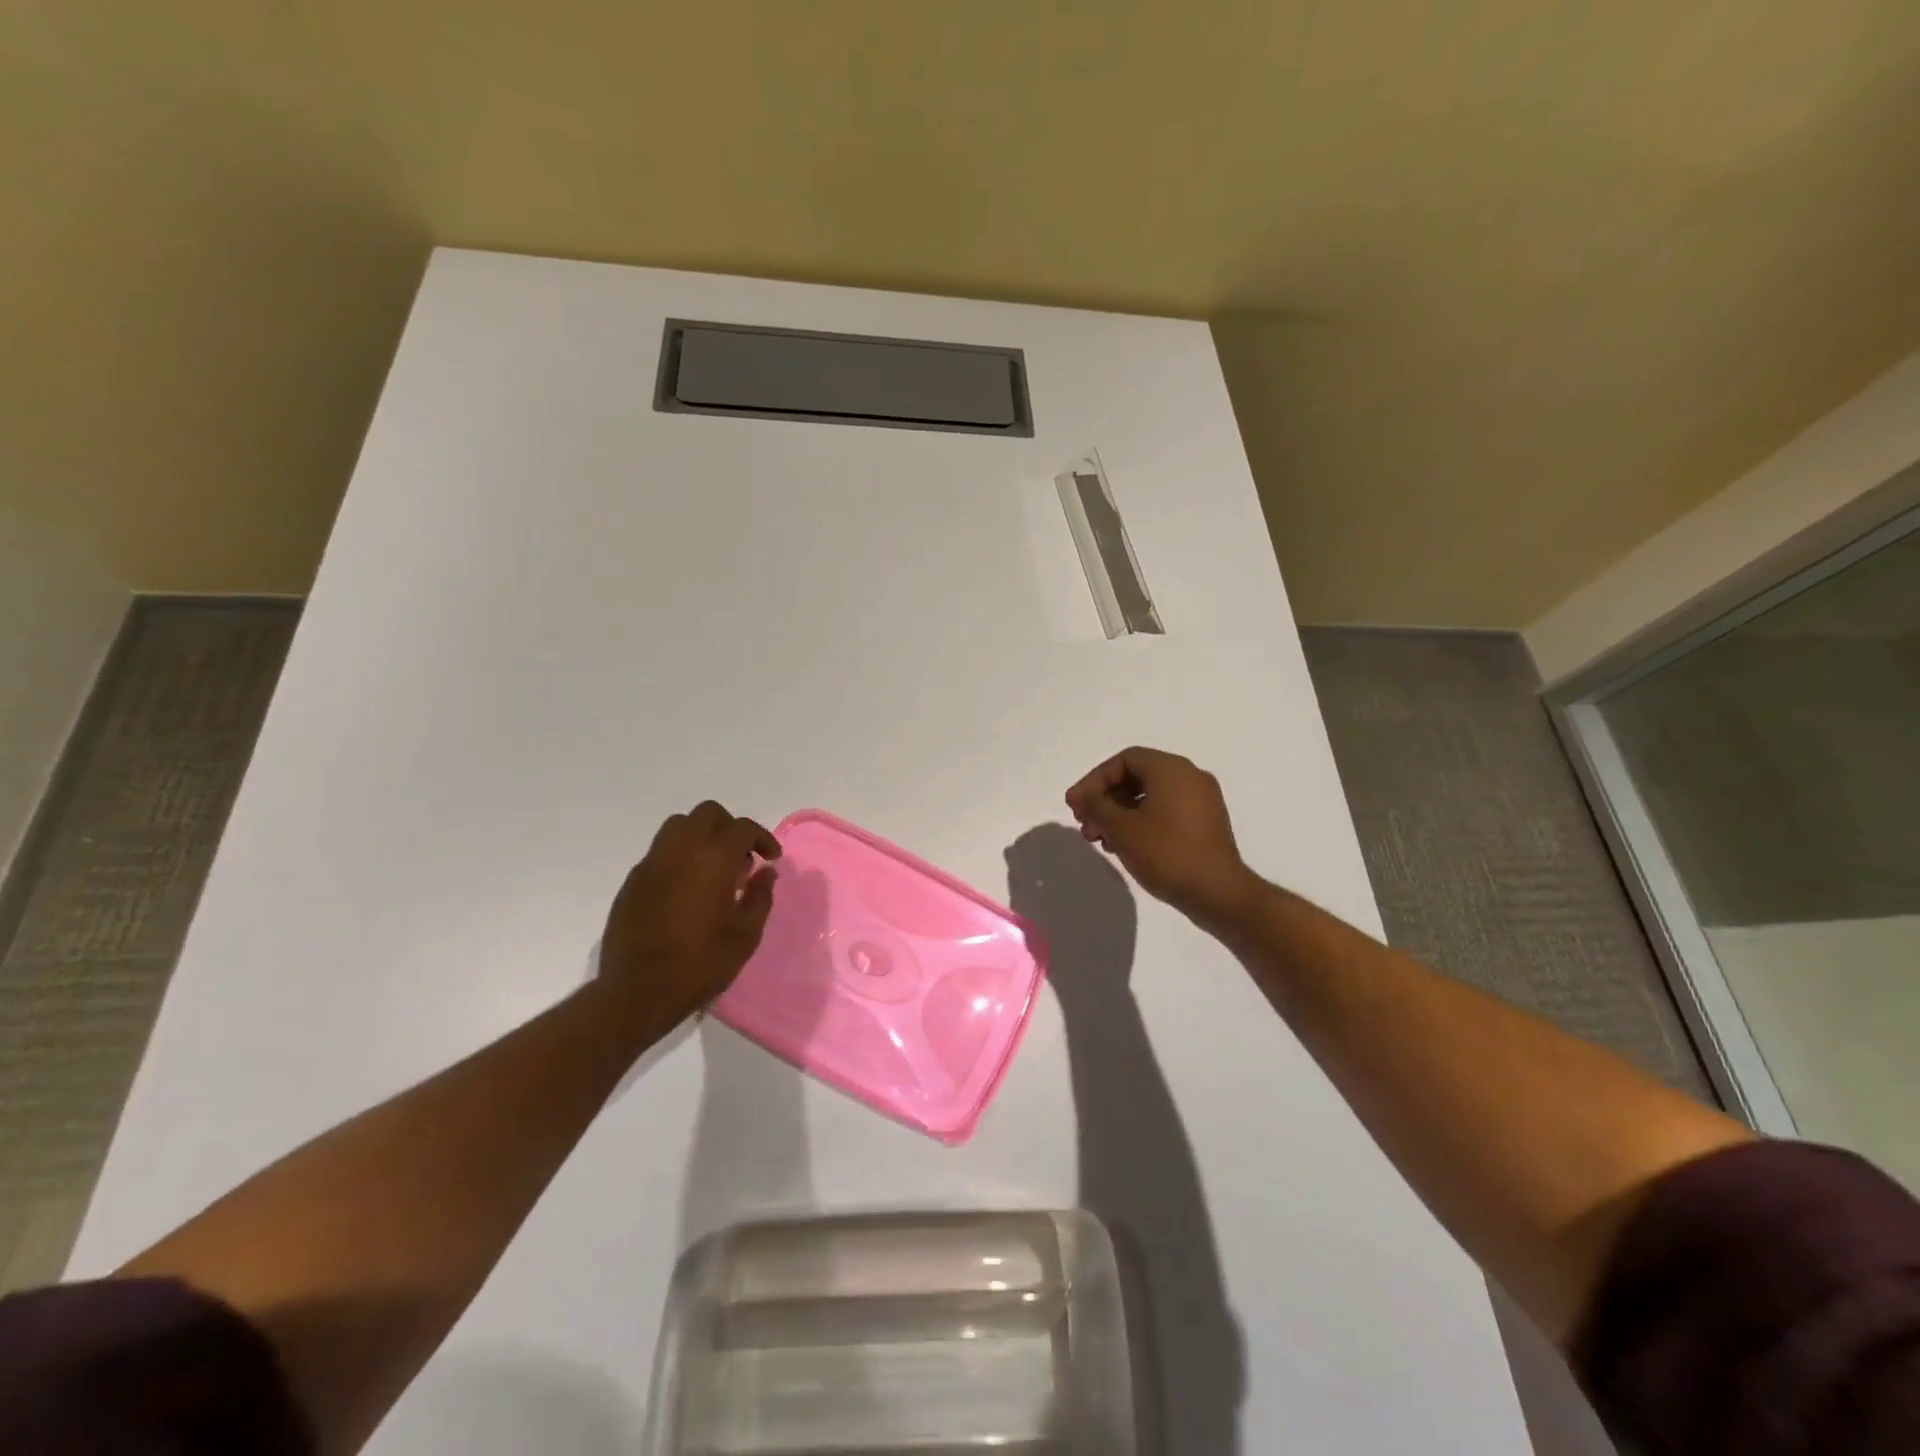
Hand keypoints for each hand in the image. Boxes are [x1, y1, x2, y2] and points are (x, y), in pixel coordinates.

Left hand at [599, 801, 780, 1026]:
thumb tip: (765, 872)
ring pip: (678, 827)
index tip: (771, 858)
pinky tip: (687, 890)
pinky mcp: (632, 882)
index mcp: (713, 859)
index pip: (742, 828)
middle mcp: (680, 850)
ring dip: (701, 837)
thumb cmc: (700, 964)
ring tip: (714, 869)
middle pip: (707, 814)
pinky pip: (660, 853)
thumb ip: (760, 896)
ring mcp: (651, 864)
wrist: (637, 993)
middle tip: (742, 857)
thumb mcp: (745, 935)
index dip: (762, 838)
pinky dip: (679, 858)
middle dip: (730, 827)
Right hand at [1065, 747, 1259, 929]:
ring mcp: (1201, 800)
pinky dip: (1140, 822)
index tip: (1075, 805)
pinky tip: (1124, 846)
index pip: (1123, 760)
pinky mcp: (1205, 823)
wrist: (1218, 893)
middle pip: (1136, 777)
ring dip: (1119, 814)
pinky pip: (1165, 811)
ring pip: (1149, 796)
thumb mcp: (1122, 828)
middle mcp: (1189, 776)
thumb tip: (1085, 796)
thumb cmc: (1166, 853)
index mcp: (1171, 769)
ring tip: (1100, 840)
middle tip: (1084, 824)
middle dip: (1105, 799)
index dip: (1093, 780)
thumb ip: (1097, 805)